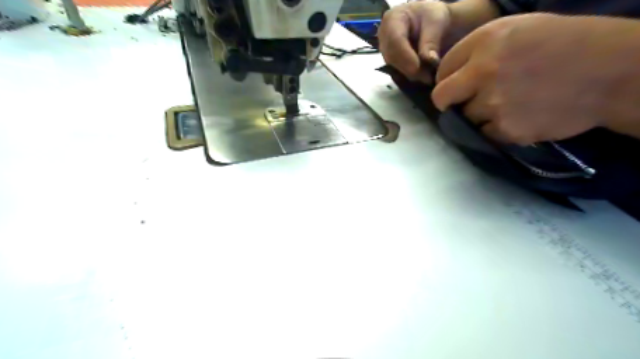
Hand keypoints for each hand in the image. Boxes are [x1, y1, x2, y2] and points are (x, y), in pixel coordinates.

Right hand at [377, 0, 451, 82]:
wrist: (429, 21)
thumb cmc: (432, 17)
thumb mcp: (437, 22)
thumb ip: (431, 41)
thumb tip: (430, 61)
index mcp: (392, 19)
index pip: (394, 41)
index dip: (406, 58)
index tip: (421, 70)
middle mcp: (383, 37)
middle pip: (392, 57)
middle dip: (410, 70)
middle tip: (429, 77)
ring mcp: (385, 51)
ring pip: (393, 68)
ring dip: (411, 75)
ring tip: (428, 77)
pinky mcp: (389, 62)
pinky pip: (397, 73)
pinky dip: (410, 76)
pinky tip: (423, 76)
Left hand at [432, 14, 611, 145]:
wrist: (611, 70)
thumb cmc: (563, 44)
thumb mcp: (516, 30)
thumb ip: (477, 51)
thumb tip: (450, 75)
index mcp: (484, 42)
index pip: (442, 70)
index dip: (446, 80)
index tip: (456, 85)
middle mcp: (483, 72)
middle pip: (441, 98)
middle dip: (448, 102)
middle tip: (464, 101)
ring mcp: (493, 103)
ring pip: (465, 117)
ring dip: (478, 114)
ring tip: (508, 104)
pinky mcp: (505, 129)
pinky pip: (485, 132)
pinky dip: (496, 128)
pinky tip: (518, 116)